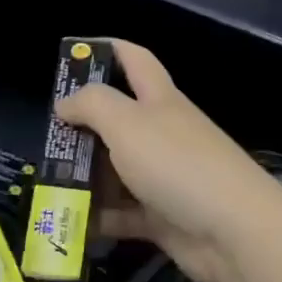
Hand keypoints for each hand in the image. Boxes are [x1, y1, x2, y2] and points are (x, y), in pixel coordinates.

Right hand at [57, 41, 281, 281]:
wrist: (234, 232)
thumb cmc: (177, 164)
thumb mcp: (127, 122)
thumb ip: (91, 105)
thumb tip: (64, 103)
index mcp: (159, 100)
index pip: (134, 59)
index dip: (106, 49)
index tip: (71, 54)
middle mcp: (162, 134)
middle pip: (117, 120)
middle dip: (82, 126)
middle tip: (47, 137)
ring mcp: (164, 177)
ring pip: (116, 170)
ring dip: (84, 177)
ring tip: (47, 184)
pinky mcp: (162, 217)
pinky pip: (122, 214)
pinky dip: (98, 218)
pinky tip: (69, 222)